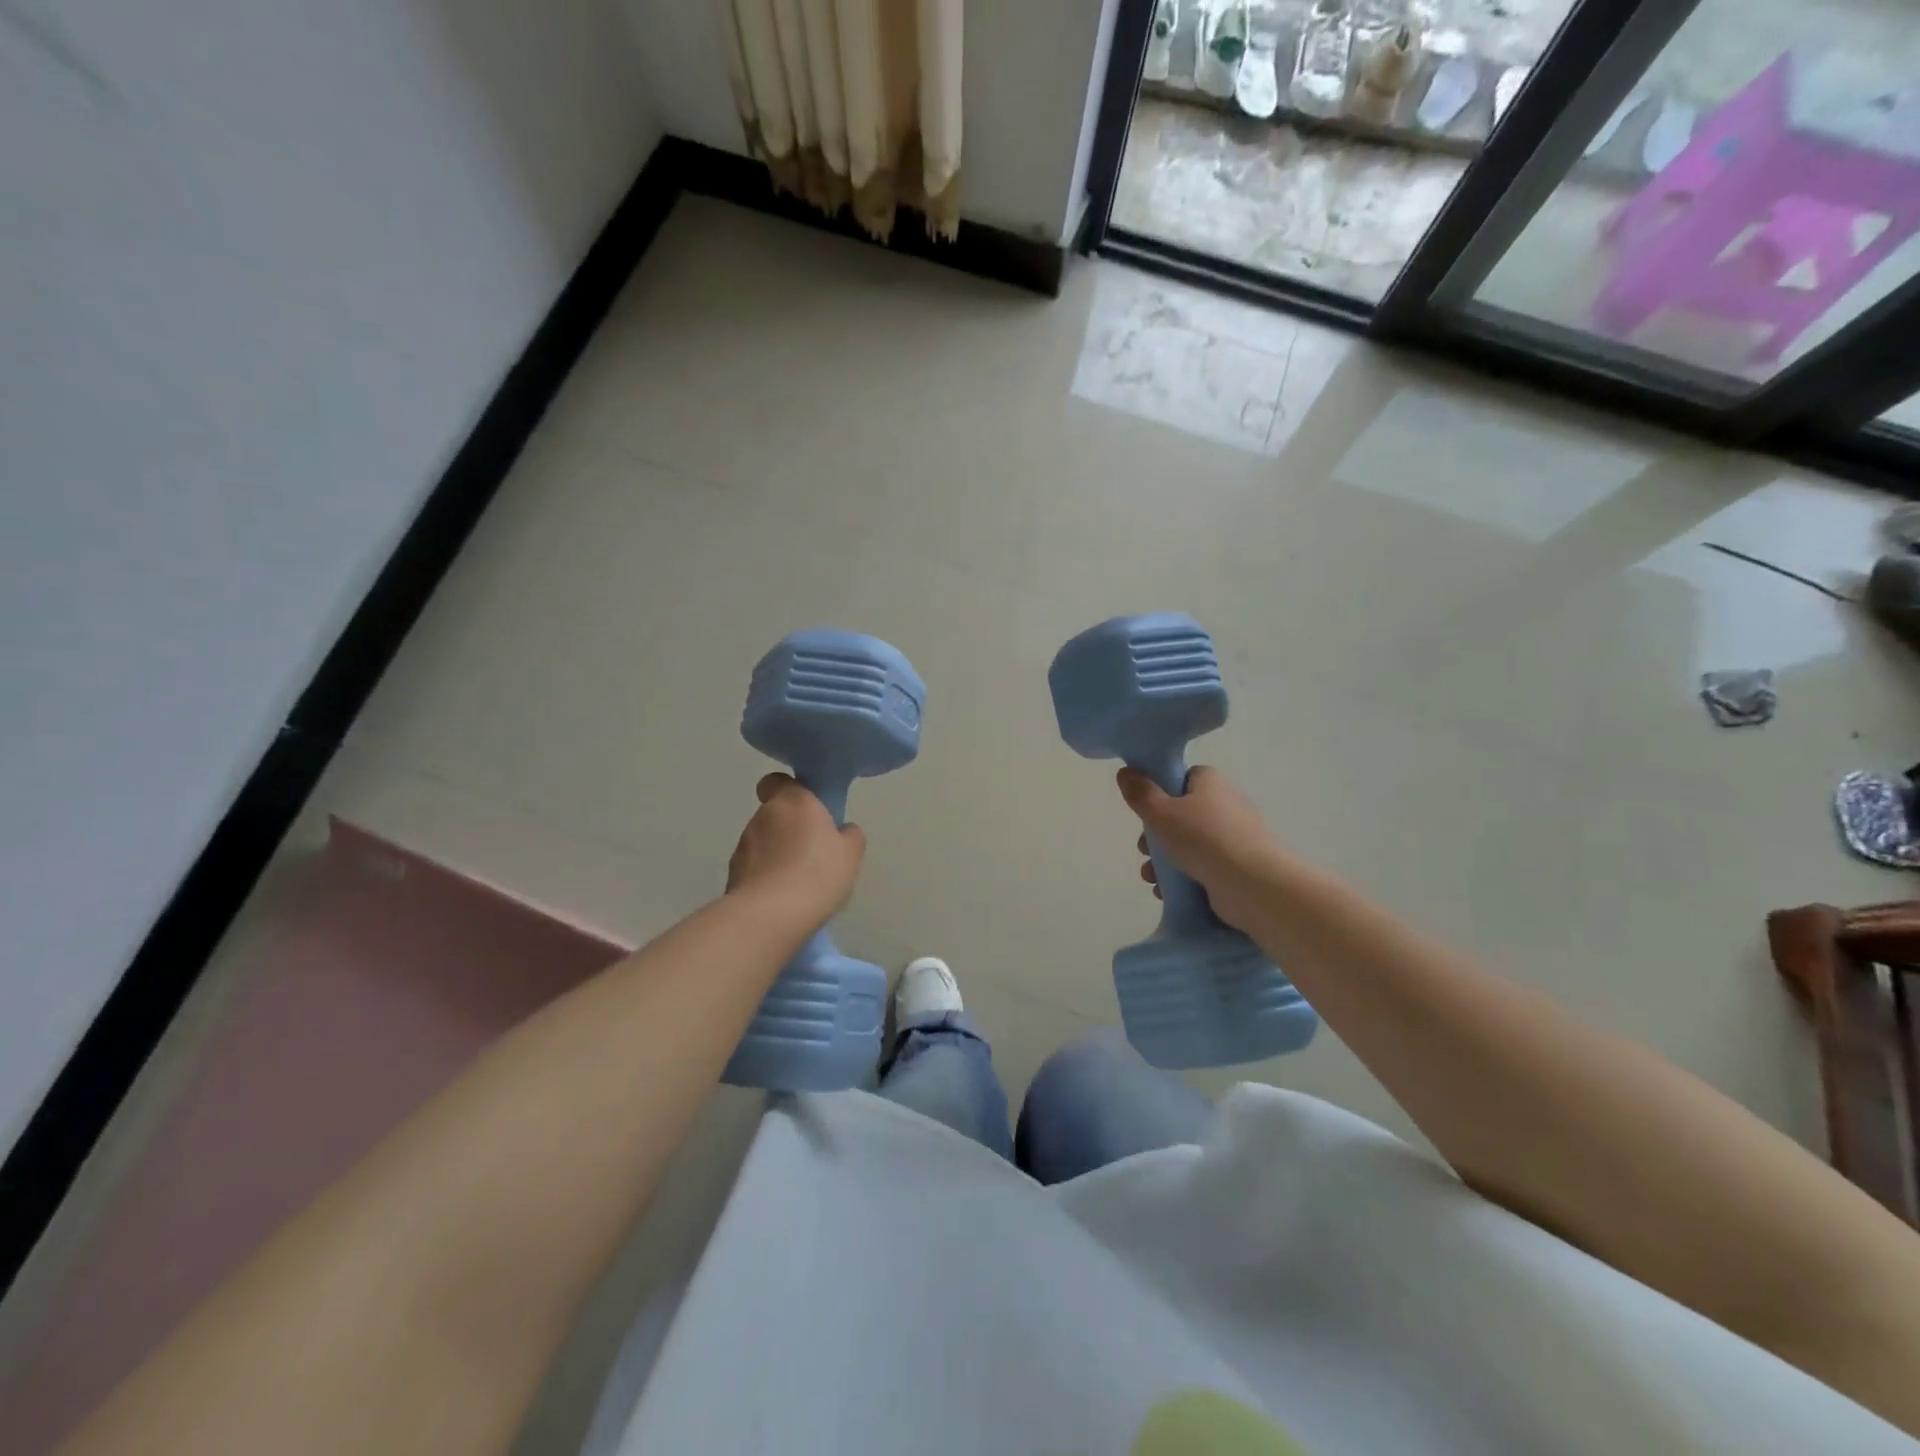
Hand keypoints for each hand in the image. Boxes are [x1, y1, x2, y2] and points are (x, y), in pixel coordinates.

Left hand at [727, 773, 864, 921]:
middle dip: (789, 828)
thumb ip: (848, 834)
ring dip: (775, 853)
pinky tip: (780, 897)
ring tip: (795, 881)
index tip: (807, 809)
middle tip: (811, 852)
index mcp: (793, 801)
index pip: (778, 781)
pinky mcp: (732, 873)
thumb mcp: (851, 853)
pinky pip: (753, 867)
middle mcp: (763, 815)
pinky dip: (764, 875)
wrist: (771, 915)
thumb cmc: (817, 874)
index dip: (790, 791)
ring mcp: (743, 844)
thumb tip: (841, 830)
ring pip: (762, 841)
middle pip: (774, 814)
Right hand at [1117, 765, 1281, 931]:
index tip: (1145, 810)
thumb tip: (1125, 772)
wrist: (1252, 885)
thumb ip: (1140, 793)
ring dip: (1164, 861)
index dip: (1160, 792)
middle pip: (1181, 815)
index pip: (1182, 779)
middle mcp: (1225, 805)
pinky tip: (1166, 892)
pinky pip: (1202, 867)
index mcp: (1211, 783)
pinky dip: (1183, 878)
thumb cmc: (1203, 839)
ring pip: (1188, 844)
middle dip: (1156, 836)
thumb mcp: (1161, 812)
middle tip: (1144, 850)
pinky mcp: (1236, 867)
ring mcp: (1233, 838)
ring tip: (1151, 877)